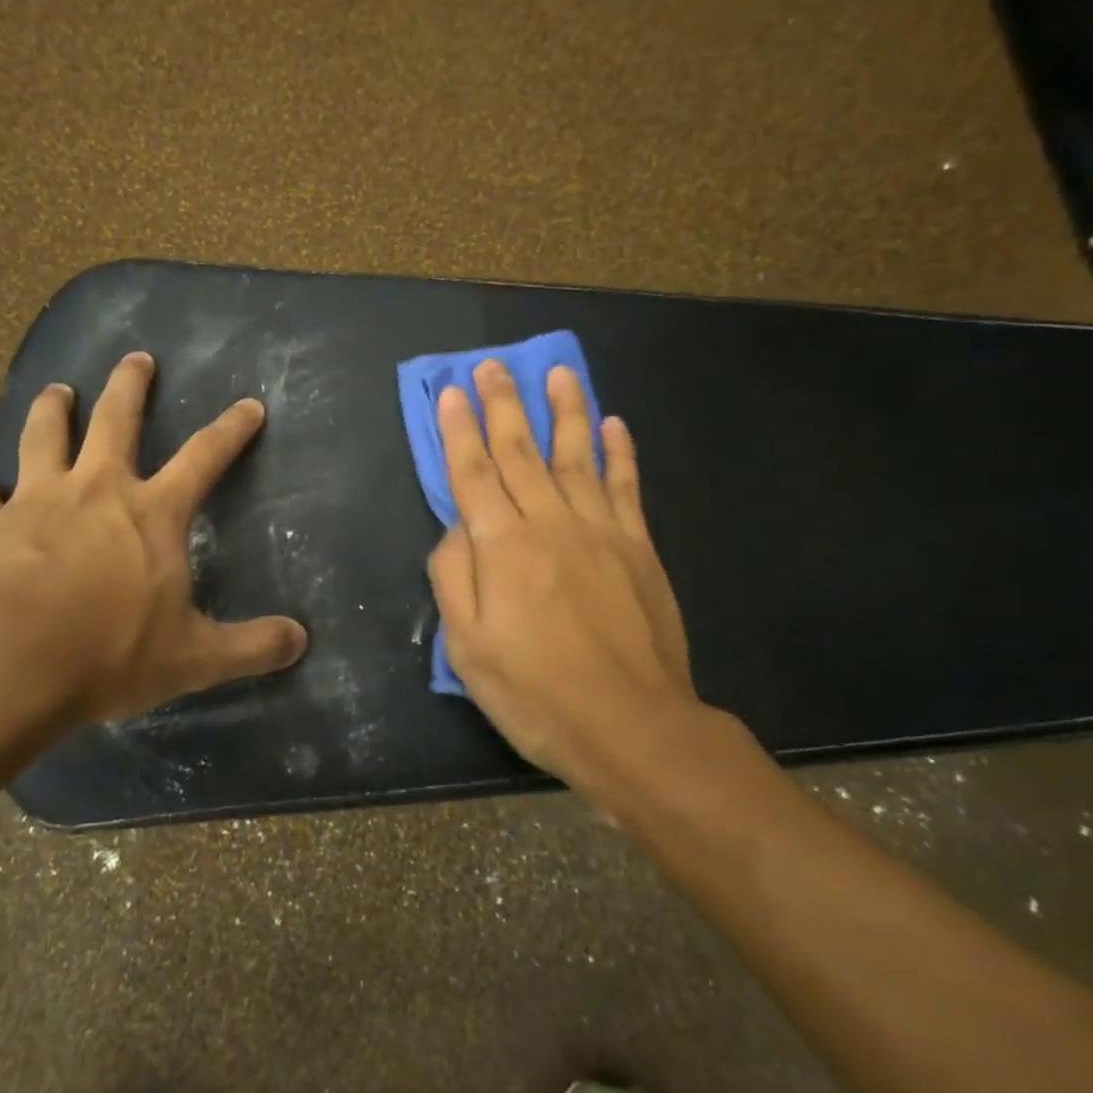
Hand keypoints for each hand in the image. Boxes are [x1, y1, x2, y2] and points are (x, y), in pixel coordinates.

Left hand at [0, 352, 307, 731]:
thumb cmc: (110, 654)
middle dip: (129, 384)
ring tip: (56, 390)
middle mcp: (96, 489)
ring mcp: (36, 501)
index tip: (249, 405)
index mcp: (152, 512)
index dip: (231, 429)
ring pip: (43, 435)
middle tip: (136, 358)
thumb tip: (301, 640)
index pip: (205, 456)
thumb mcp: (194, 658)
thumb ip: (251, 647)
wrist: (7, 666)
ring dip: (51, 409)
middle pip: (115, 418)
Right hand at [427, 360, 719, 799]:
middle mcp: (550, 524)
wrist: (633, 727)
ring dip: (565, 410)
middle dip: (503, 405)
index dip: (460, 430)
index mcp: (503, 548)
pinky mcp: (639, 548)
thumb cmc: (537, 694)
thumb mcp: (468, 649)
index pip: (474, 474)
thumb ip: (453, 579)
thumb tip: (456, 529)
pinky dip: (619, 453)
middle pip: (521, 451)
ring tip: (557, 371)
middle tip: (493, 365)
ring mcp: (601, 531)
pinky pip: (626, 488)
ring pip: (576, 456)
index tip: (453, 391)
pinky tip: (614, 425)